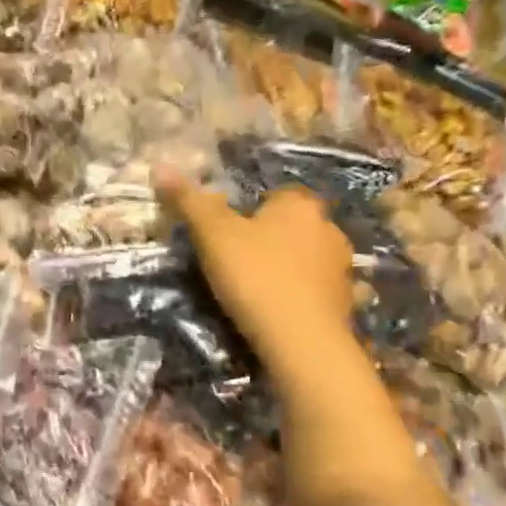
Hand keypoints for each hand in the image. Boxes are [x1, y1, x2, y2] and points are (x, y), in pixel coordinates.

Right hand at [155, 171, 355, 375]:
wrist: (301, 339)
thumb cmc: (255, 275)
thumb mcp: (212, 235)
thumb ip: (189, 201)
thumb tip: (160, 166)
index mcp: (299, 205)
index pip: (276, 194)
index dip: (251, 210)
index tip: (227, 232)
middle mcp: (329, 228)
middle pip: (293, 226)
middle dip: (270, 238)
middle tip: (235, 260)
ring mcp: (342, 268)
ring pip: (307, 258)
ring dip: (288, 267)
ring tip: (254, 289)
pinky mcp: (345, 303)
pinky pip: (316, 291)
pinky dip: (300, 296)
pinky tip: (279, 312)